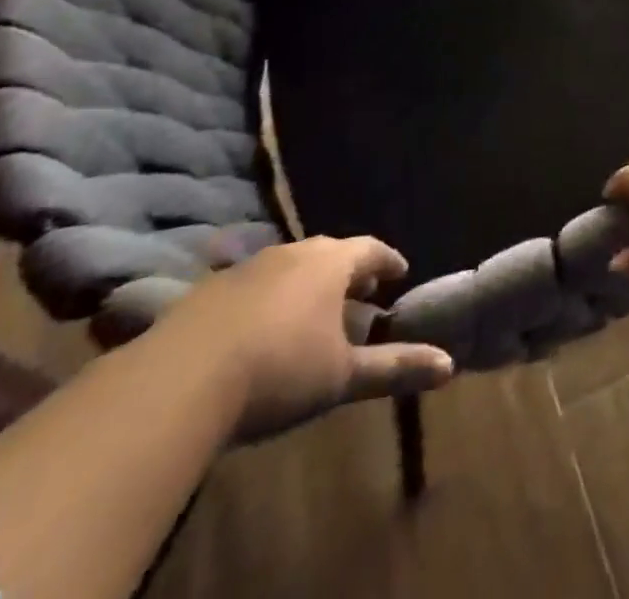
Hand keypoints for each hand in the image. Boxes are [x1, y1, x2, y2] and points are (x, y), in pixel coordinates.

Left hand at [152, 236, 453, 442]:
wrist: (178, 380)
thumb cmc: (278, 370)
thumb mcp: (342, 376)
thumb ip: (395, 367)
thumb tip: (450, 365)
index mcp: (331, 263)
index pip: (371, 248)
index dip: (388, 261)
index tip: (400, 274)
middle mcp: (293, 252)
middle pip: (330, 253)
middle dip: (349, 272)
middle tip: (361, 292)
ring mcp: (248, 267)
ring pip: (290, 266)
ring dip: (307, 284)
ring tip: (313, 312)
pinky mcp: (209, 289)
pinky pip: (252, 284)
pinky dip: (268, 298)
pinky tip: (260, 329)